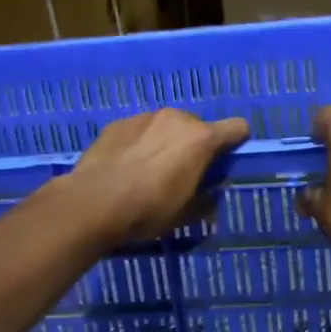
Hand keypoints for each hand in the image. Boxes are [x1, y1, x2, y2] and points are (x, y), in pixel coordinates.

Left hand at [55, 108, 250, 243]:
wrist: (93, 203)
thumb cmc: (148, 210)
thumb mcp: (185, 214)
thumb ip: (206, 200)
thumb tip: (211, 195)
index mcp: (201, 139)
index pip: (237, 127)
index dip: (236, 143)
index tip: (224, 162)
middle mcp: (177, 118)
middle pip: (198, 127)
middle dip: (194, 146)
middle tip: (181, 174)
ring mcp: (145, 117)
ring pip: (167, 126)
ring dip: (166, 142)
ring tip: (148, 170)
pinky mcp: (119, 123)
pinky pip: (140, 130)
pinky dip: (140, 143)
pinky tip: (125, 166)